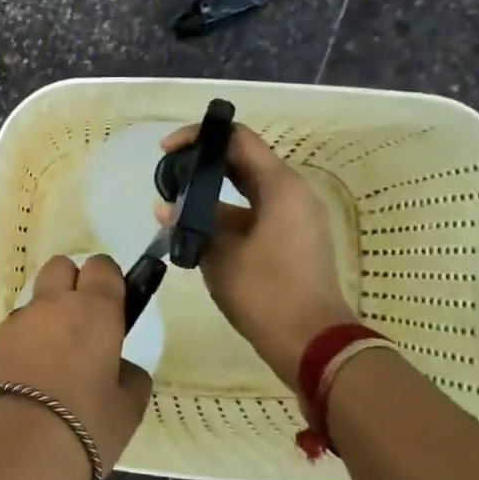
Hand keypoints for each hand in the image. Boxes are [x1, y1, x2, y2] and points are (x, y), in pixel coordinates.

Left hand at [0, 254, 152, 479]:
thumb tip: (118, 368)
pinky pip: (11, 334)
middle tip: (82, 323)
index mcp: (93, 310)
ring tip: (51, 364)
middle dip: (71, 283)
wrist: (14, 452)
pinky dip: (21, 347)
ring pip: (33, 303)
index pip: (102, 267)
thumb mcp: (128, 408)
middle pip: (60, 267)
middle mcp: (51, 305)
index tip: (114, 305)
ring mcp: (14, 323)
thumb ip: (129, 377)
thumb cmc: (85, 425)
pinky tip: (25, 383)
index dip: (108, 281)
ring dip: (44, 319)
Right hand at [158, 123, 354, 389]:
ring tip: (173, 207)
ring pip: (246, 190)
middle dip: (202, 165)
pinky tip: (194, 232)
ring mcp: (294, 217)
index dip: (199, 136)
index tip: (166, 150)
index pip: (237, 139)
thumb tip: (166, 208)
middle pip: (242, 161)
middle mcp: (291, 193)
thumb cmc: (265, 292)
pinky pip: (254, 213)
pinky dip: (226, 215)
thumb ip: (190, 223)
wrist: (312, 342)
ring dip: (211, 194)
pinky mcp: (291, 239)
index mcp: (279, 186)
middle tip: (166, 176)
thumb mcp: (218, 254)